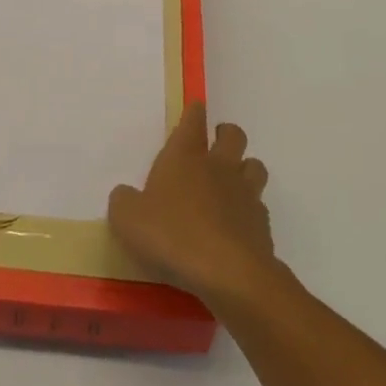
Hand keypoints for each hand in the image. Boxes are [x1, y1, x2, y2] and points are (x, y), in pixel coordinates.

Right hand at [109, 102, 277, 304]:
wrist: (228, 275)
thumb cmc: (172, 236)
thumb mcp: (128, 220)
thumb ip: (123, 202)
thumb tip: (125, 195)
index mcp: (184, 156)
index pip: (193, 120)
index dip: (194, 113)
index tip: (196, 110)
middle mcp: (218, 167)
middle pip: (233, 135)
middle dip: (226, 134)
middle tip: (216, 145)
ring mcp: (245, 194)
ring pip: (254, 166)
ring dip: (245, 169)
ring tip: (233, 184)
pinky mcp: (262, 225)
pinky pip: (260, 207)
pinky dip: (251, 212)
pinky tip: (238, 227)